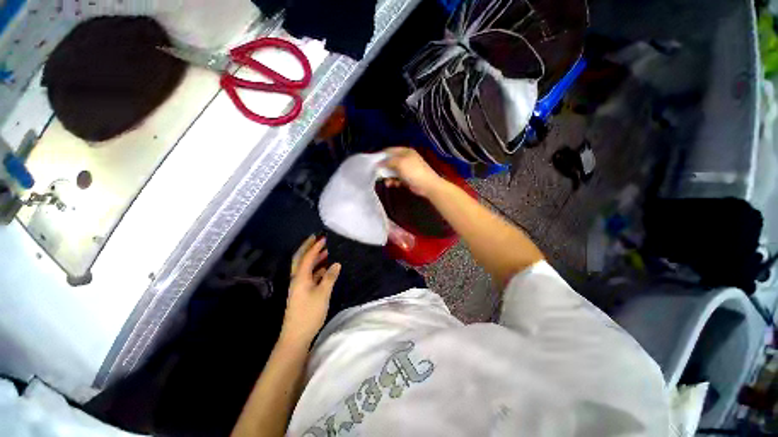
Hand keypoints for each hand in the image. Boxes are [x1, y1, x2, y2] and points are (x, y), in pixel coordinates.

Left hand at [281, 236, 340, 345]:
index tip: (323, 238)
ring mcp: (299, 286)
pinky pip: (309, 275)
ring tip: (325, 251)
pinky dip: (316, 269)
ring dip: (313, 258)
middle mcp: (297, 279)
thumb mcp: (323, 294)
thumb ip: (329, 277)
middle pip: (300, 259)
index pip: (307, 257)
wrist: (296, 336)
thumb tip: (336, 263)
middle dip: (308, 248)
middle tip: (317, 238)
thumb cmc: (309, 313)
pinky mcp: (302, 292)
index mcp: (300, 277)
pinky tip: (324, 269)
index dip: (315, 247)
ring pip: (305, 267)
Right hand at [381, 147, 445, 197]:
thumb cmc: (413, 171)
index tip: (373, 162)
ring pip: (392, 171)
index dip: (381, 155)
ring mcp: (406, 169)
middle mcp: (405, 159)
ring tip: (387, 182)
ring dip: (388, 177)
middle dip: (384, 168)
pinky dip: (393, 181)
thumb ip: (388, 161)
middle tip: (378, 173)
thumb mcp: (400, 163)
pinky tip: (392, 184)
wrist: (427, 185)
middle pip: (390, 162)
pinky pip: (396, 178)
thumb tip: (378, 163)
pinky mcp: (407, 178)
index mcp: (405, 151)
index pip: (390, 150)